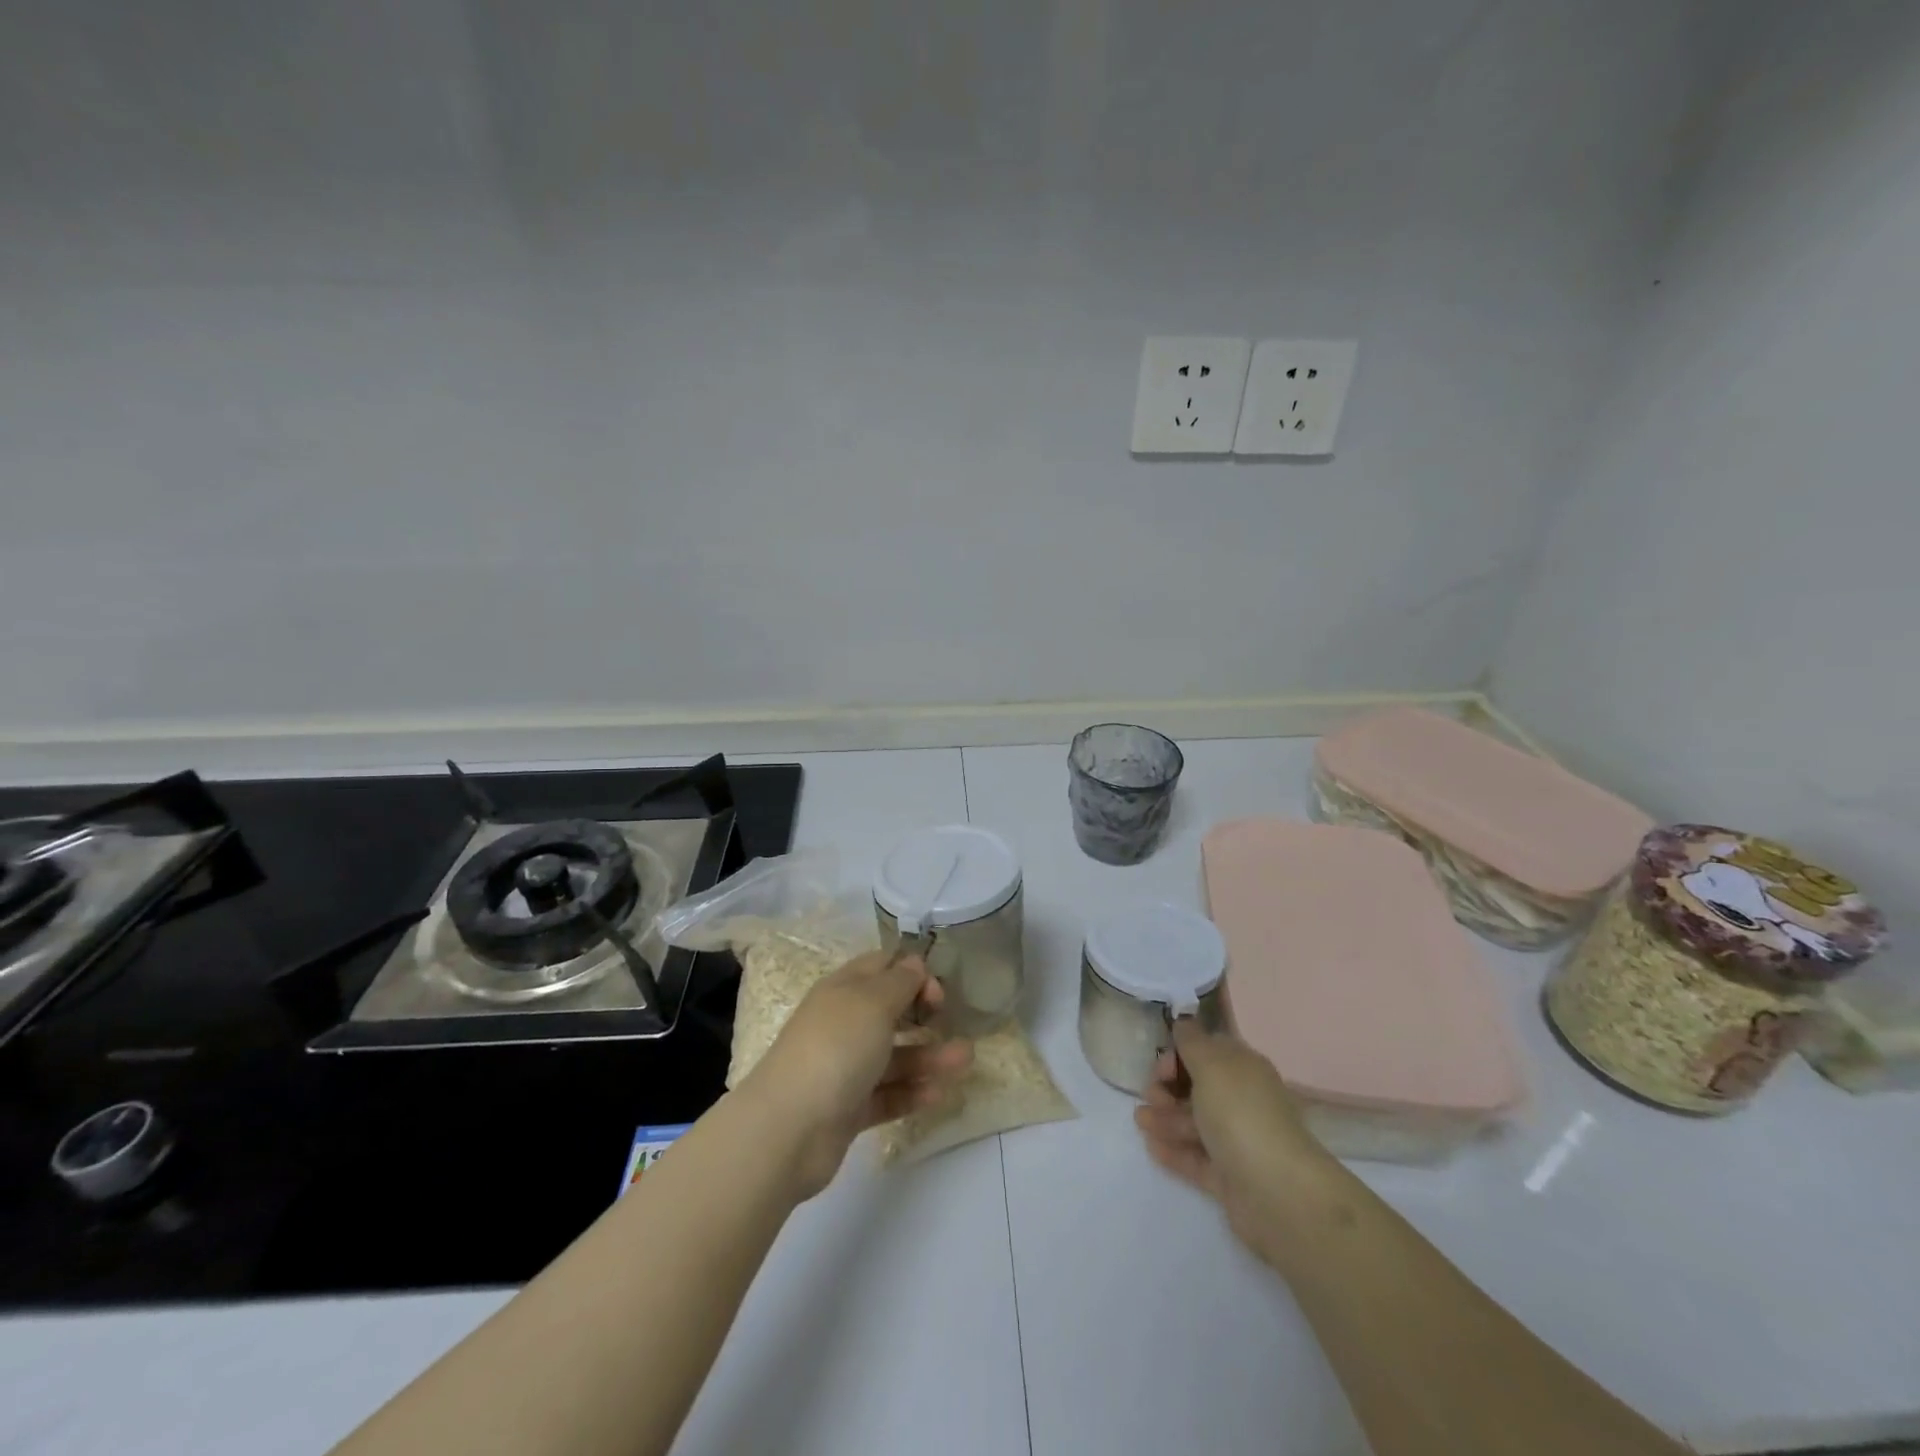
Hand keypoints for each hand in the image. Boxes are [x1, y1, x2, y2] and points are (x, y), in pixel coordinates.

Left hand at [743, 951, 972, 1199]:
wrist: (789, 1128)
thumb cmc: (836, 1048)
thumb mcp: (873, 1002)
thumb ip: (900, 982)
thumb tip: (914, 963)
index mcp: (843, 990)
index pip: (881, 967)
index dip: (912, 972)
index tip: (938, 992)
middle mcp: (843, 1025)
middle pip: (890, 1013)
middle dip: (924, 1016)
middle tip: (953, 1022)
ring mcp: (844, 1068)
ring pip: (894, 1057)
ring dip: (929, 1057)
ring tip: (965, 1060)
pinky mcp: (849, 1109)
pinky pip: (887, 1094)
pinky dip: (912, 1092)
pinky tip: (939, 1094)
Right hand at [1133, 1020, 1330, 1258]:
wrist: (1277, 1192)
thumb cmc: (1240, 1114)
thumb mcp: (1211, 1064)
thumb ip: (1192, 1040)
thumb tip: (1184, 1019)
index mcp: (1243, 1068)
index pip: (1208, 1051)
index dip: (1180, 1054)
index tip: (1161, 1064)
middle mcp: (1243, 1100)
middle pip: (1198, 1088)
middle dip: (1168, 1088)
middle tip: (1150, 1095)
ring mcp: (1237, 1140)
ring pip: (1194, 1123)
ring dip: (1165, 1118)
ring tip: (1141, 1121)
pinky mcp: (1230, 1177)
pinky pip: (1196, 1158)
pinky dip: (1174, 1151)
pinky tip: (1152, 1146)